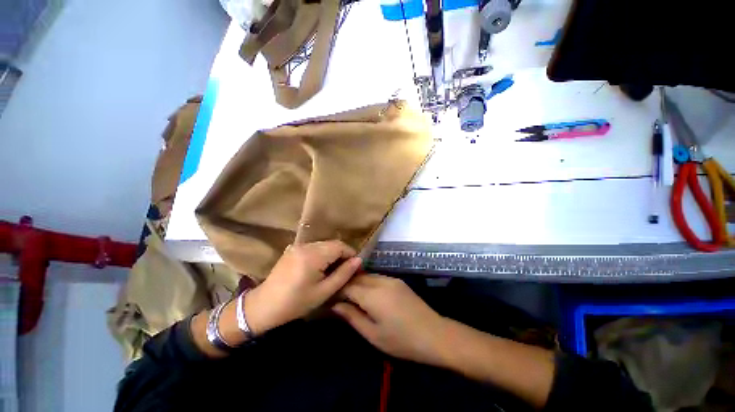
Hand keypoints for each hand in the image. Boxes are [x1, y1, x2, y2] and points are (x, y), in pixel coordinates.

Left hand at [245, 240, 361, 333]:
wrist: (263, 306)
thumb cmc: (296, 303)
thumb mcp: (324, 292)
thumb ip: (343, 274)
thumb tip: (358, 260)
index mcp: (313, 255)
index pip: (340, 246)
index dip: (350, 254)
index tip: (354, 267)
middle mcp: (306, 245)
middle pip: (332, 243)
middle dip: (342, 254)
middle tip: (345, 270)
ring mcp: (298, 245)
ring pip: (323, 244)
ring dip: (332, 254)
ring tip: (333, 270)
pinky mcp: (292, 249)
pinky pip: (313, 247)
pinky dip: (321, 254)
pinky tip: (319, 268)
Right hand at [333, 274, 446, 365]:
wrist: (434, 334)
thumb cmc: (401, 340)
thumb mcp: (373, 334)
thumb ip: (352, 317)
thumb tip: (335, 305)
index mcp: (373, 295)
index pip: (348, 285)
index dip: (337, 290)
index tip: (329, 298)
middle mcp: (381, 281)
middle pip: (357, 277)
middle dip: (346, 284)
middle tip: (337, 296)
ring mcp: (391, 279)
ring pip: (367, 275)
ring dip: (357, 282)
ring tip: (350, 295)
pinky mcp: (398, 281)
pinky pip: (377, 277)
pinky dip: (368, 282)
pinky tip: (367, 294)